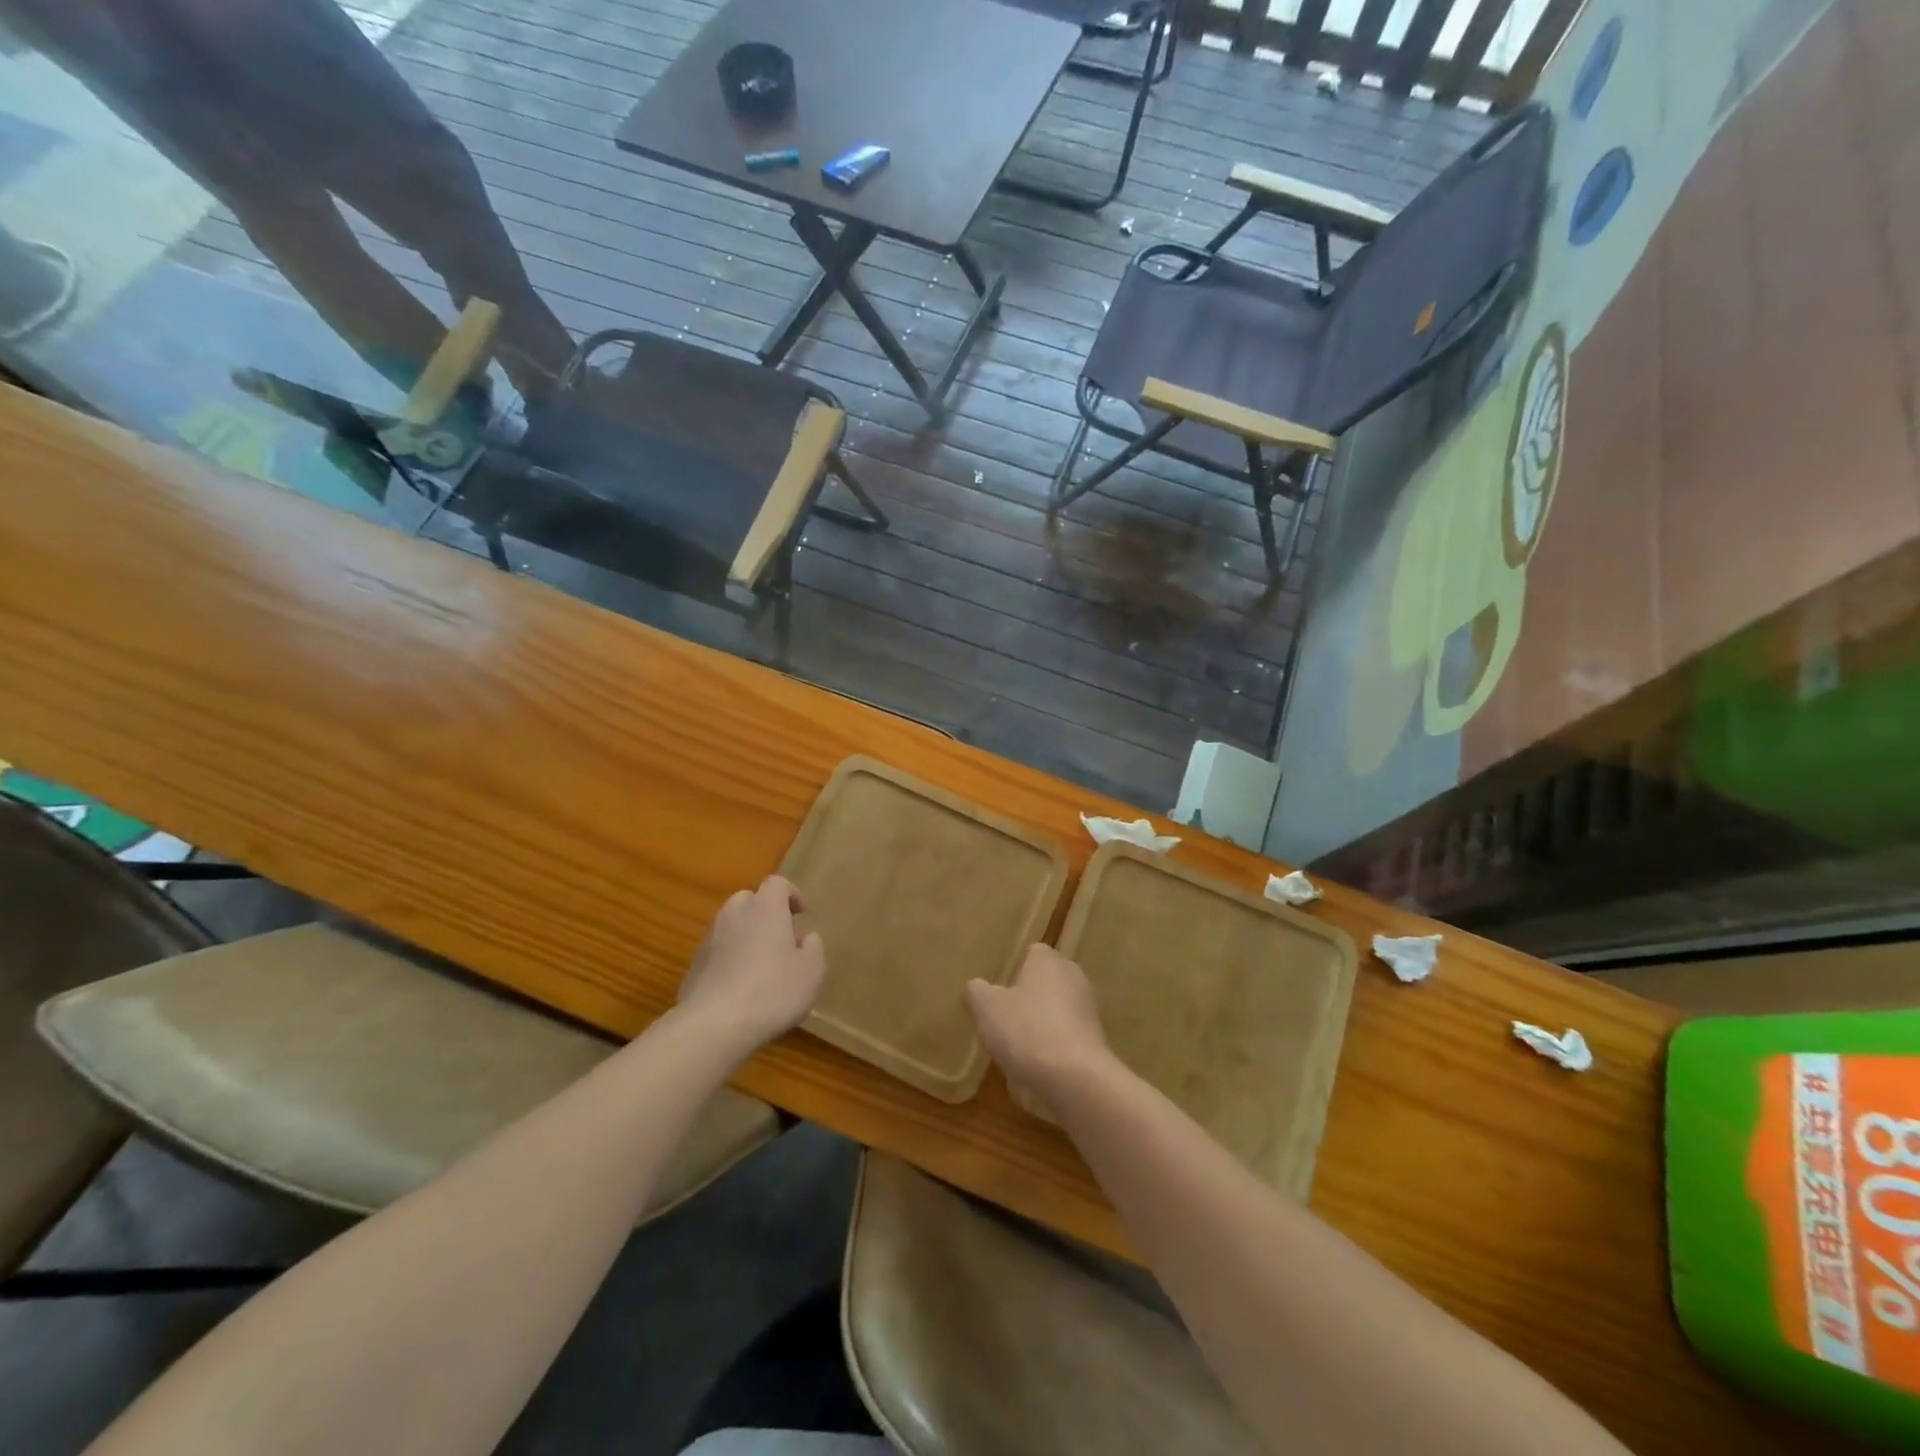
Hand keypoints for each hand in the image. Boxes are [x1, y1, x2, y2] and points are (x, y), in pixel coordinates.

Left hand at [678, 876, 825, 1058]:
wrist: (715, 1025)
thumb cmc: (773, 991)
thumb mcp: (812, 971)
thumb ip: (813, 947)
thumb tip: (805, 938)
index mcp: (766, 908)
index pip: (777, 883)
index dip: (791, 895)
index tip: (801, 915)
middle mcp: (735, 913)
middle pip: (750, 900)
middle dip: (765, 913)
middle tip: (780, 938)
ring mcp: (710, 938)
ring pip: (731, 925)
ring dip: (746, 936)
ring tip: (760, 966)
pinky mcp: (694, 964)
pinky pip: (718, 951)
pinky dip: (729, 959)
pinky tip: (739, 987)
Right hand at [967, 944, 1114, 1114]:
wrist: (1075, 1078)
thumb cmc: (1026, 1030)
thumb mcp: (987, 1008)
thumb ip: (978, 992)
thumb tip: (977, 987)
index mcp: (1048, 961)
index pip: (1032, 953)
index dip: (1014, 969)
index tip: (998, 989)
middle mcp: (1073, 977)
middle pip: (1046, 982)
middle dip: (1027, 998)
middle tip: (1003, 1018)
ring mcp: (1089, 1010)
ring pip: (1056, 1011)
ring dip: (1040, 1025)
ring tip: (1016, 1048)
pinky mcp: (1096, 1041)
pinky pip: (1066, 1038)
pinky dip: (1052, 1049)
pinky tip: (1035, 1069)